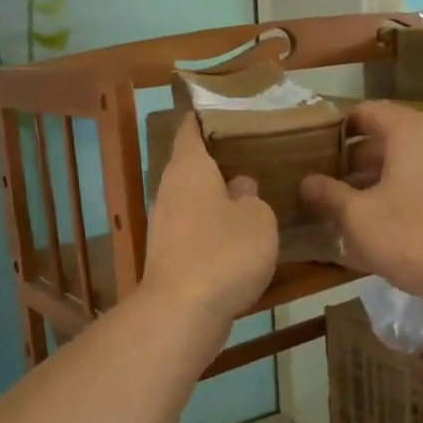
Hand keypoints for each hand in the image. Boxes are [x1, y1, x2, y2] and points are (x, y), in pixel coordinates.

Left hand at [140, 115, 277, 324]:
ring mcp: (165, 223)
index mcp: (189, 167)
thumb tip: (240, 188)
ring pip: (194, 198)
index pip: (191, 127)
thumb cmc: (224, 252)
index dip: (207, 115)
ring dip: (218, 196)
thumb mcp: (258, 218)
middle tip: (256, 152)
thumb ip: (252, 196)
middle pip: (192, 164)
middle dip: (220, 158)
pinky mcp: (169, 254)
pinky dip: (214, 227)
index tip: (231, 110)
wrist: (182, 312)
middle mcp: (170, 189)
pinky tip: (240, 235)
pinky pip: (194, 228)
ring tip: (254, 192)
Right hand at [300, 101, 422, 307]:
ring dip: (375, 178)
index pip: (367, 112)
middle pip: (387, 137)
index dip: (337, 128)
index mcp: (411, 131)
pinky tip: (380, 221)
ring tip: (346, 203)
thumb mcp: (357, 216)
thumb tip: (306, 182)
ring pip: (406, 161)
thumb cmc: (410, 236)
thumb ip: (329, 194)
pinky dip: (399, 192)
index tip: (314, 150)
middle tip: (324, 181)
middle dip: (354, 158)